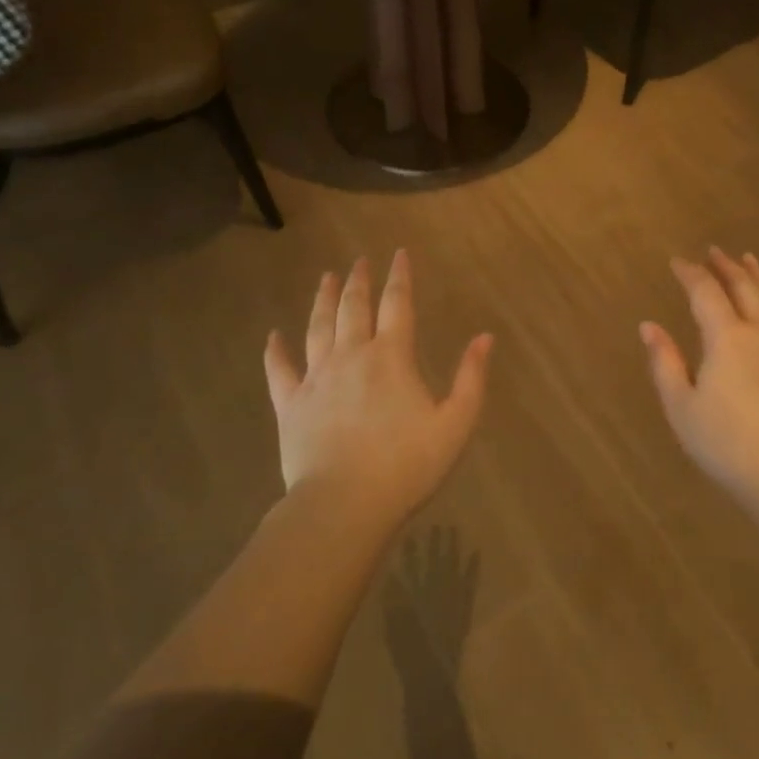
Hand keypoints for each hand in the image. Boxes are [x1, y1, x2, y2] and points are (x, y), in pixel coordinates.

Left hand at [265, 252, 492, 524]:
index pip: (398, 304)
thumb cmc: (407, 465)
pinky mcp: (290, 404)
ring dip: (322, 300)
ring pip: (317, 327)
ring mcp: (316, 378)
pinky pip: (280, 369)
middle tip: (358, 261)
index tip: (398, 254)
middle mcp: (351, 356)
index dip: (400, 277)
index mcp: (392, 357)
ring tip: (325, 278)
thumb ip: (471, 378)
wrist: (344, 504)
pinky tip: (274, 335)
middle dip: (358, 281)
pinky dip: (276, 350)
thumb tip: (484, 337)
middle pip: (353, 308)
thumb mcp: (455, 423)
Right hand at [641, 248, 758, 508]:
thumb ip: (665, 362)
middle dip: (725, 266)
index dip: (690, 273)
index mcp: (726, 338)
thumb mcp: (681, 407)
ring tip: (748, 260)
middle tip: (713, 251)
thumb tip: (648, 326)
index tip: (677, 262)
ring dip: (758, 276)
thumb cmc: (725, 444)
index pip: (705, 292)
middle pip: (743, 286)